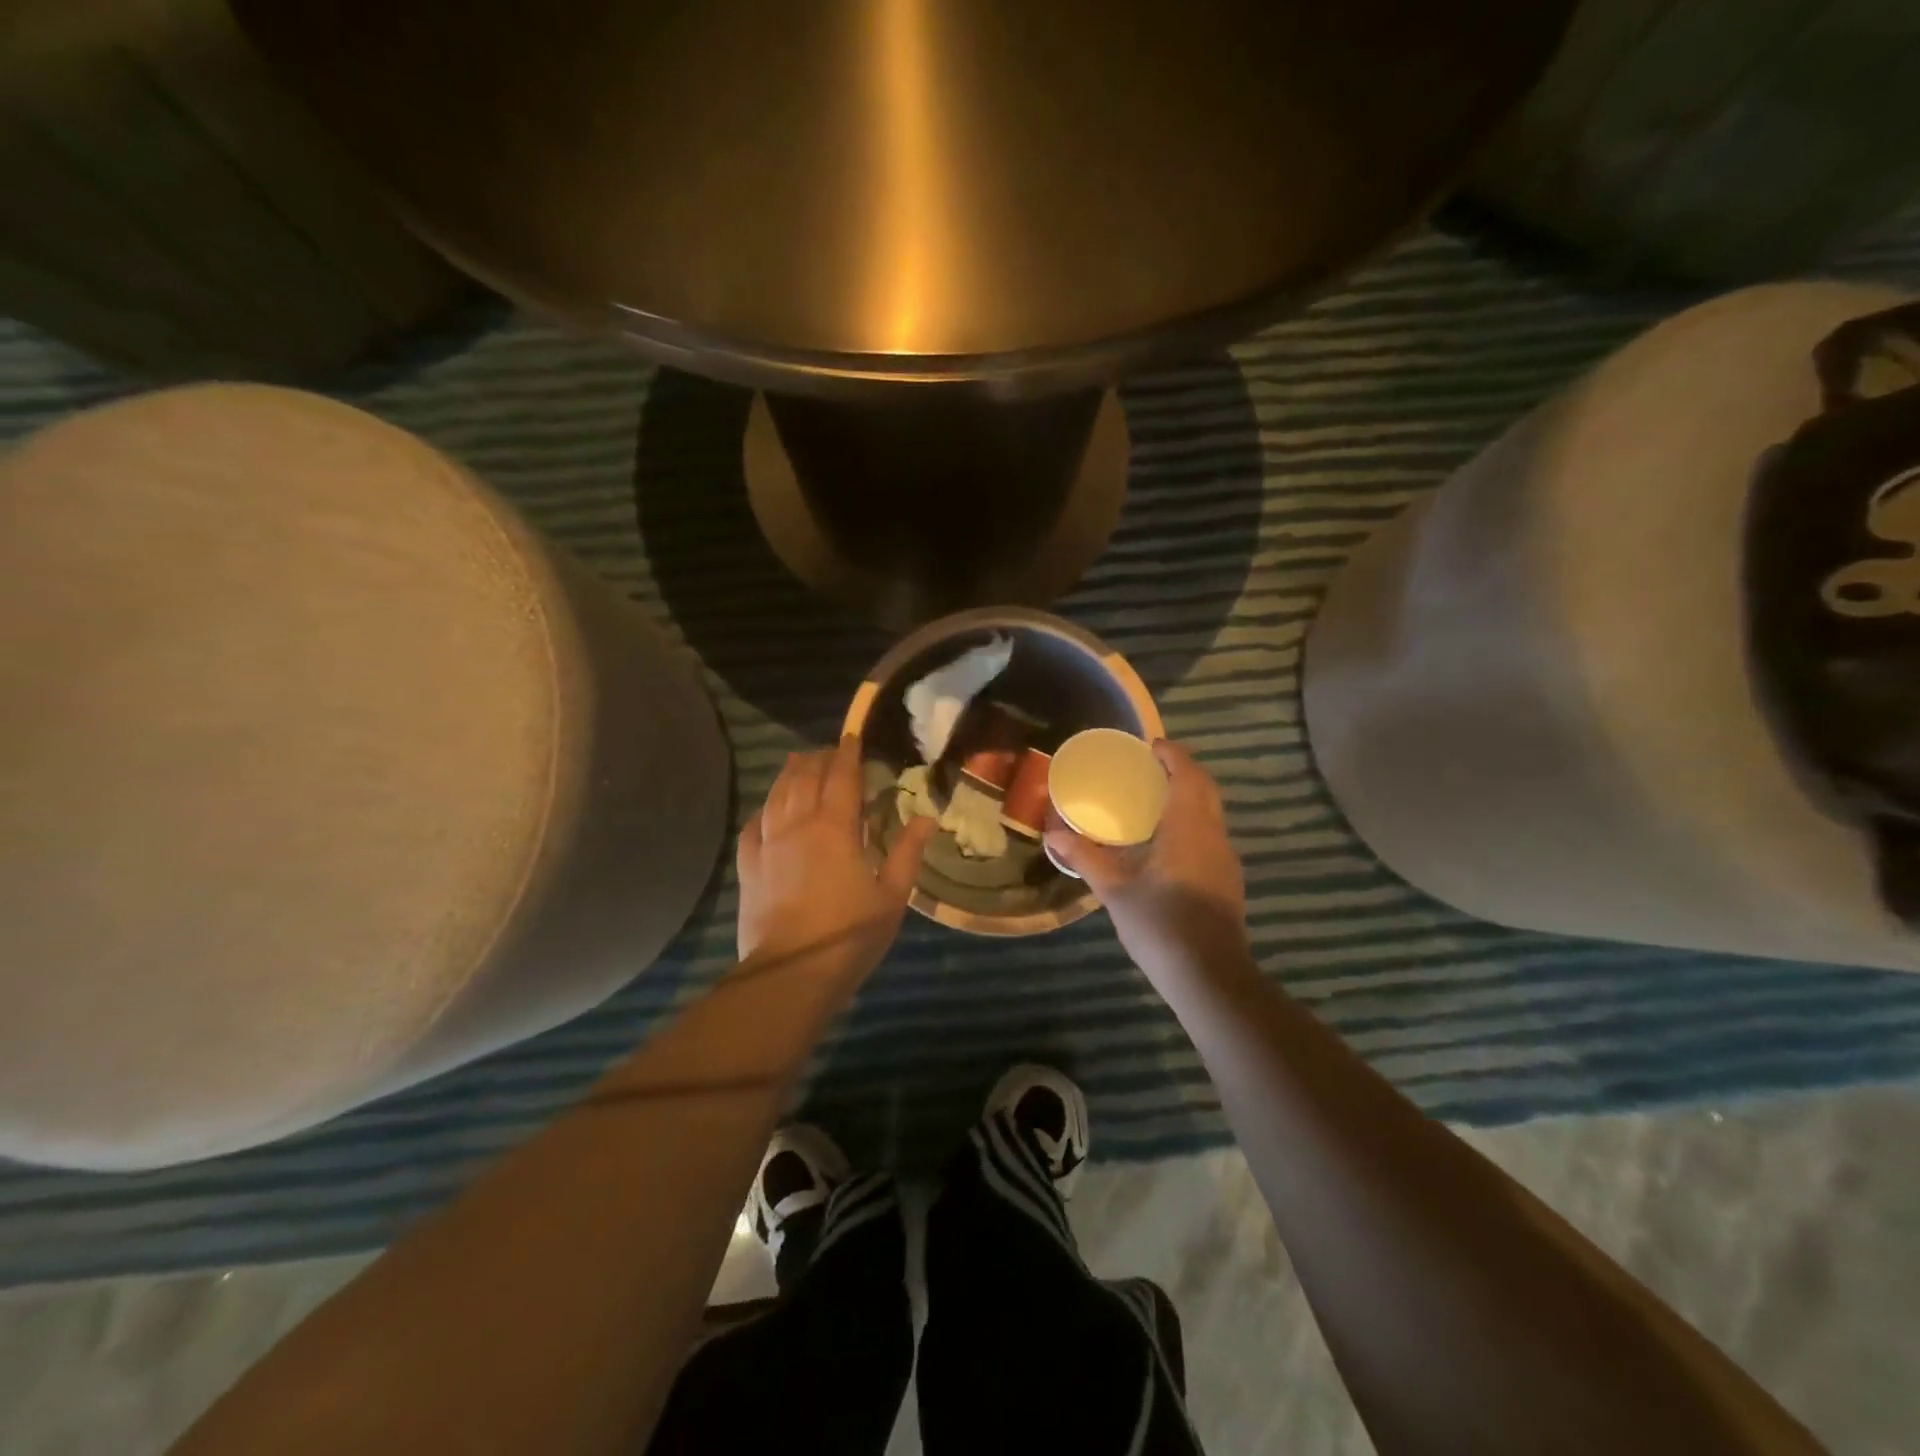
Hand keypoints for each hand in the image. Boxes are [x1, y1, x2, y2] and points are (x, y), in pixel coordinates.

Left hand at [736, 738, 934, 983]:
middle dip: (818, 759)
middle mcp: (799, 824)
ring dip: (789, 774)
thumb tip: (926, 817)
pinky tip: (766, 810)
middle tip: (828, 751)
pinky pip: (752, 826)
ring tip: (797, 762)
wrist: (793, 971)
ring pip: (776, 795)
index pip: (842, 777)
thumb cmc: (851, 932)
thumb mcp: (892, 895)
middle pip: (805, 777)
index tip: (852, 738)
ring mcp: (769, 844)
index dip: (848, 754)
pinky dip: (762, 810)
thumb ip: (908, 852)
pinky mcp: (749, 867)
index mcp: (836, 827)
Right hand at [1045, 740, 1247, 985]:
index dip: (1172, 755)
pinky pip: (1211, 833)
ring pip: (1211, 812)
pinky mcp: (1227, 879)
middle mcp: (1213, 835)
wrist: (1210, 975)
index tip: (1150, 746)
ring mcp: (1225, 858)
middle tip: (1149, 768)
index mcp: (1188, 827)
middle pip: (1204, 788)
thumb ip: (1085, 858)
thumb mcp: (1115, 891)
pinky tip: (1168, 841)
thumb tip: (1052, 834)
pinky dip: (1192, 820)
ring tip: (1154, 799)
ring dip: (1189, 796)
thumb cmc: (1160, 925)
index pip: (1187, 774)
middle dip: (1181, 771)